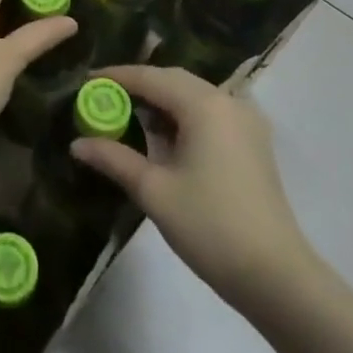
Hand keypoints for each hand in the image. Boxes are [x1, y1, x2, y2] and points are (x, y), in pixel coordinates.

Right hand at [70, 64, 310, 309]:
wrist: (275, 275)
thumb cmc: (210, 227)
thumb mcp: (154, 191)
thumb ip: (114, 159)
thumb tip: (77, 143)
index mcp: (204, 104)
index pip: (151, 77)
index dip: (116, 76)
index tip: (85, 81)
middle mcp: (228, 101)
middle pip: (173, 80)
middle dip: (138, 86)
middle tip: (102, 98)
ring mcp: (245, 121)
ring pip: (193, 96)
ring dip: (160, 102)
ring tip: (126, 117)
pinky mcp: (252, 142)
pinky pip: (209, 113)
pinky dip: (182, 117)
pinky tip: (163, 138)